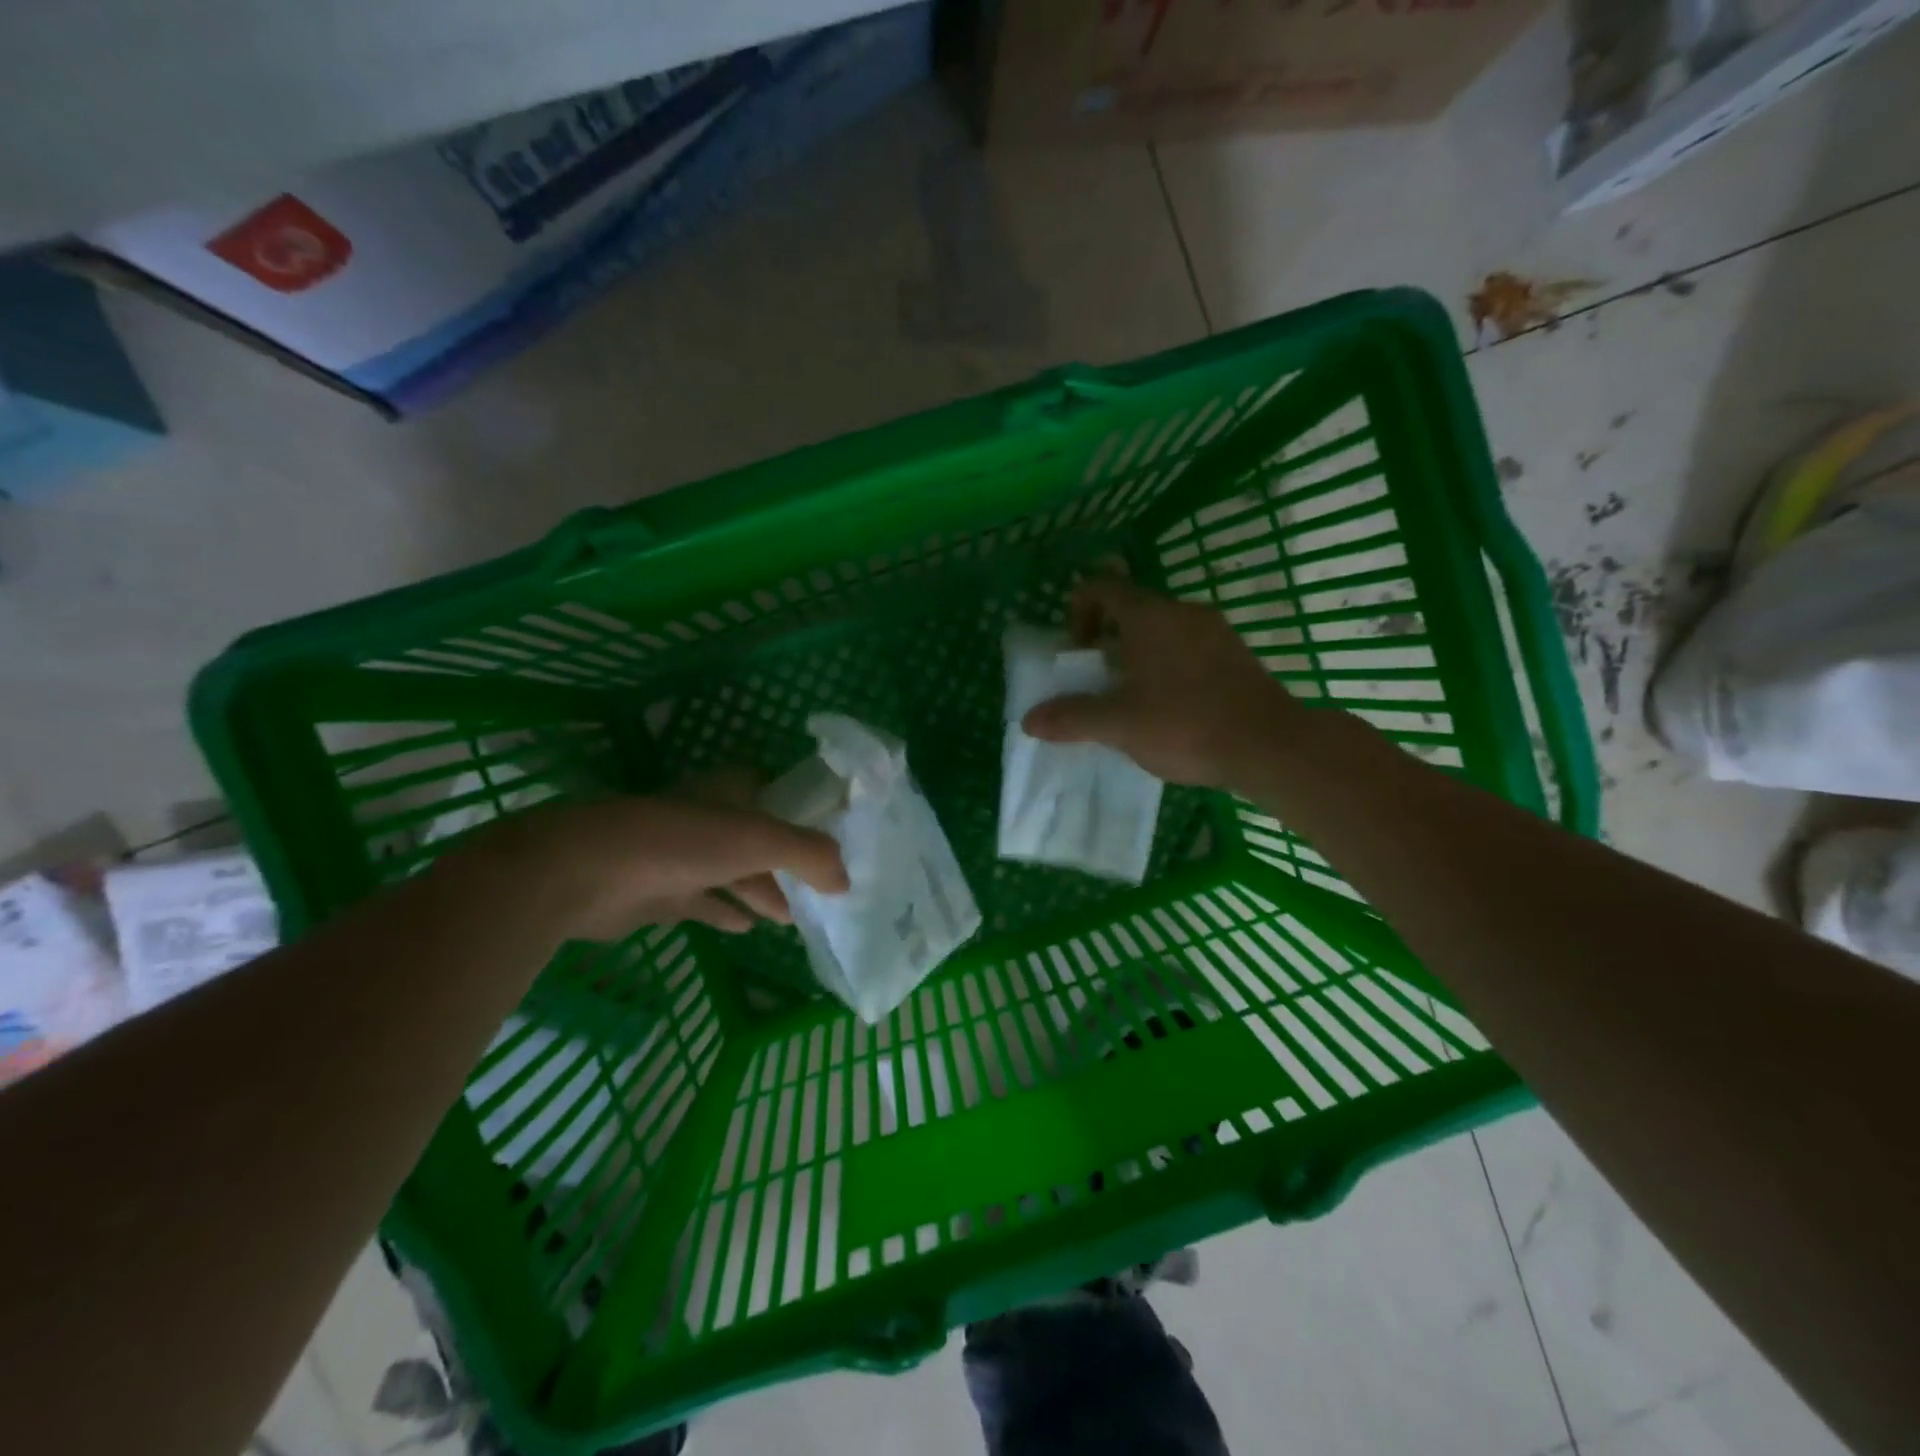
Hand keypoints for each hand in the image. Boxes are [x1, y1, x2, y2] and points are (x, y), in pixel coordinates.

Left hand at [445, 783, 847, 941]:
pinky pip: (705, 901)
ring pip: (734, 872)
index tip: (837, 832)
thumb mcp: (757, 841)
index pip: (777, 794)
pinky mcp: (660, 893)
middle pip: (759, 838)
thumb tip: (847, 881)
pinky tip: (749, 928)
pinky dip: (728, 911)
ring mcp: (682, 856)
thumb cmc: (679, 843)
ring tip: (795, 916)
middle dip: (789, 861)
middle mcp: (708, 819)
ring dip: (762, 889)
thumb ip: (809, 855)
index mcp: (730, 793)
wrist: (584, 873)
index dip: (807, 812)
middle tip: (823, 888)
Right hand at [1021, 576, 1300, 788]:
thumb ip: (1071, 718)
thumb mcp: (1119, 724)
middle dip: (1106, 641)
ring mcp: (1215, 631)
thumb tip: (1029, 720)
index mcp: (1149, 616)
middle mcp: (1183, 612)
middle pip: (1131, 610)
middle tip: (1098, 682)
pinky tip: (1171, 710)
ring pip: (1161, 631)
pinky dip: (1168, 667)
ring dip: (1137, 656)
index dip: (1077, 612)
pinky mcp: (1236, 655)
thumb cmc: (1185, 724)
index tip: (1077, 653)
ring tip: (1132, 701)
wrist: (1270, 746)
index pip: (1100, 587)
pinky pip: (1188, 649)